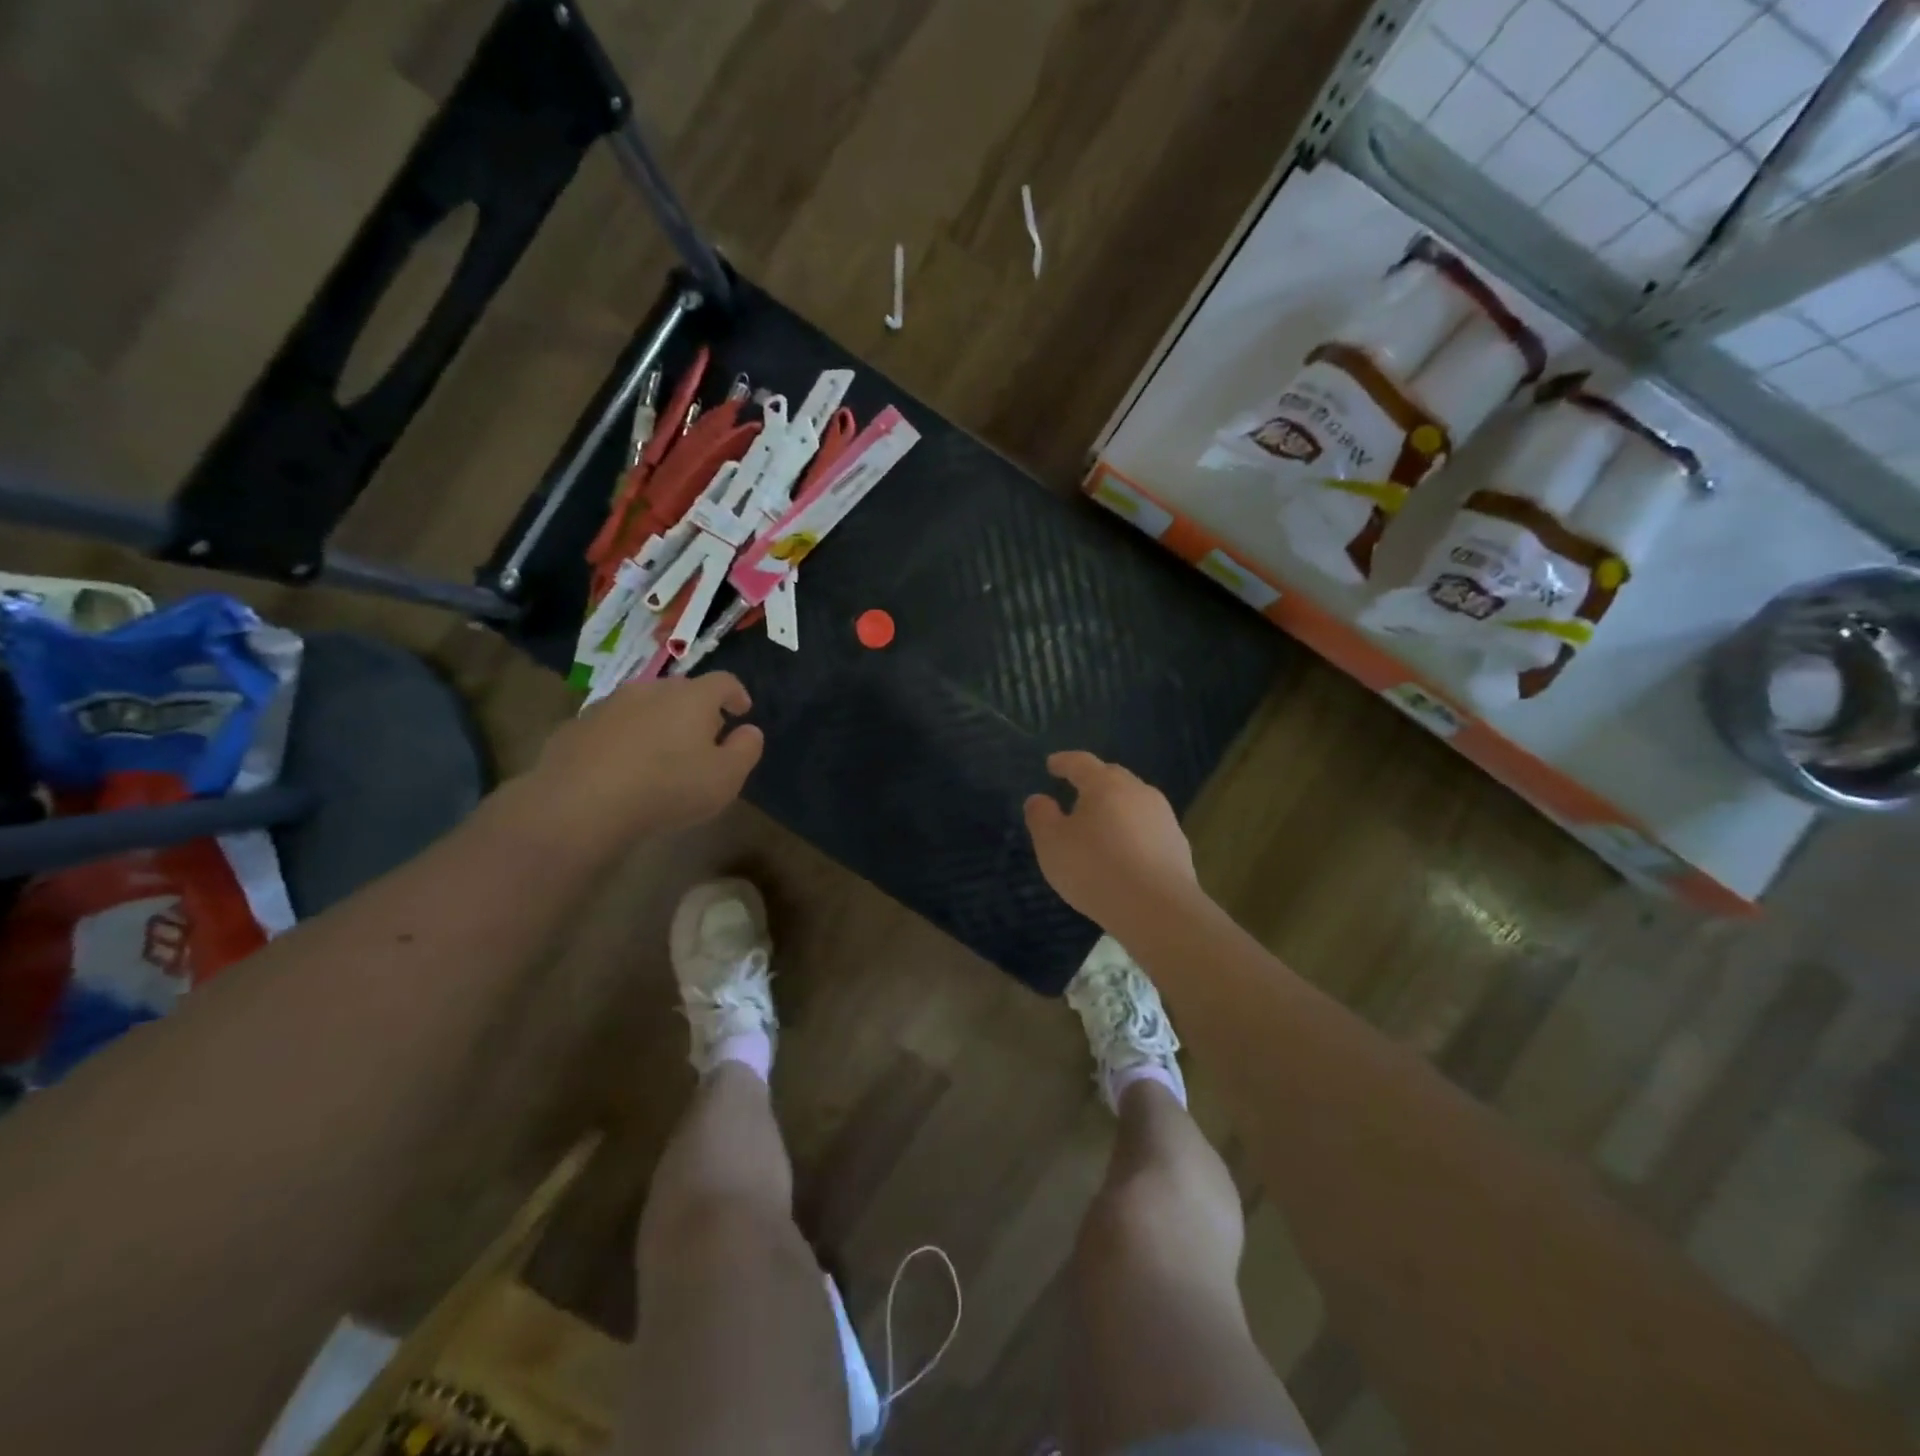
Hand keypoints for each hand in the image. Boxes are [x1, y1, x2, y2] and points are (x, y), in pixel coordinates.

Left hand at [528, 672, 763, 841]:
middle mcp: (650, 690)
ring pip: (644, 706)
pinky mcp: (576, 726)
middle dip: (696, 710)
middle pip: (681, 691)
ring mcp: (609, 705)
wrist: (581, 802)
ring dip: (657, 723)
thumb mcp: (726, 777)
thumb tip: (749, 730)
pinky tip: (622, 768)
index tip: (742, 712)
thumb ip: (746, 750)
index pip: (723, 682)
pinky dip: (624, 739)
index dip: (737, 694)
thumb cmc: (668, 787)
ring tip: (660, 754)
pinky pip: (612, 727)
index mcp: (692, 697)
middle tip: (703, 738)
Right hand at [1024, 751, 1198, 932]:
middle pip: (1113, 777)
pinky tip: (1125, 852)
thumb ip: (1041, 817)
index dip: (1064, 762)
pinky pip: (1148, 828)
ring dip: (1116, 806)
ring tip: (1101, 823)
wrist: (1158, 909)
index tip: (1052, 765)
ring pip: (1134, 802)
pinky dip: (1133, 831)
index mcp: (1105, 785)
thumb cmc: (1095, 869)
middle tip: (1076, 790)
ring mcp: (1164, 817)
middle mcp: (1138, 792)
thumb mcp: (1052, 844)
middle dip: (1093, 780)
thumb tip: (1039, 799)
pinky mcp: (1178, 845)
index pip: (1081, 763)